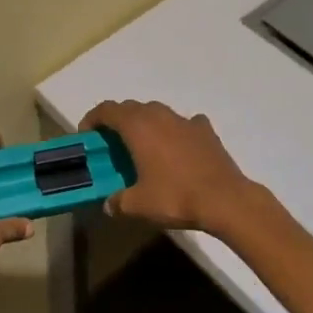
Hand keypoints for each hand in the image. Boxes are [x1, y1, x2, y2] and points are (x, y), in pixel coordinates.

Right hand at [81, 100, 262, 239]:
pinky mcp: (205, 130)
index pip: (107, 109)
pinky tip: (178, 148)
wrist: (225, 200)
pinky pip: (184, 123)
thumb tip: (109, 204)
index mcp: (137, 126)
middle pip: (131, 108)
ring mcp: (185, 120)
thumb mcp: (138, 205)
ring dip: (146, 123)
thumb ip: (118, 202)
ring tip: (144, 146)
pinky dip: (175, 131)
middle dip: (118, 121)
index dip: (93, 118)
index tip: (87, 135)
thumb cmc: (175, 196)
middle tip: (113, 144)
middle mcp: (159, 115)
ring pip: (157, 113)